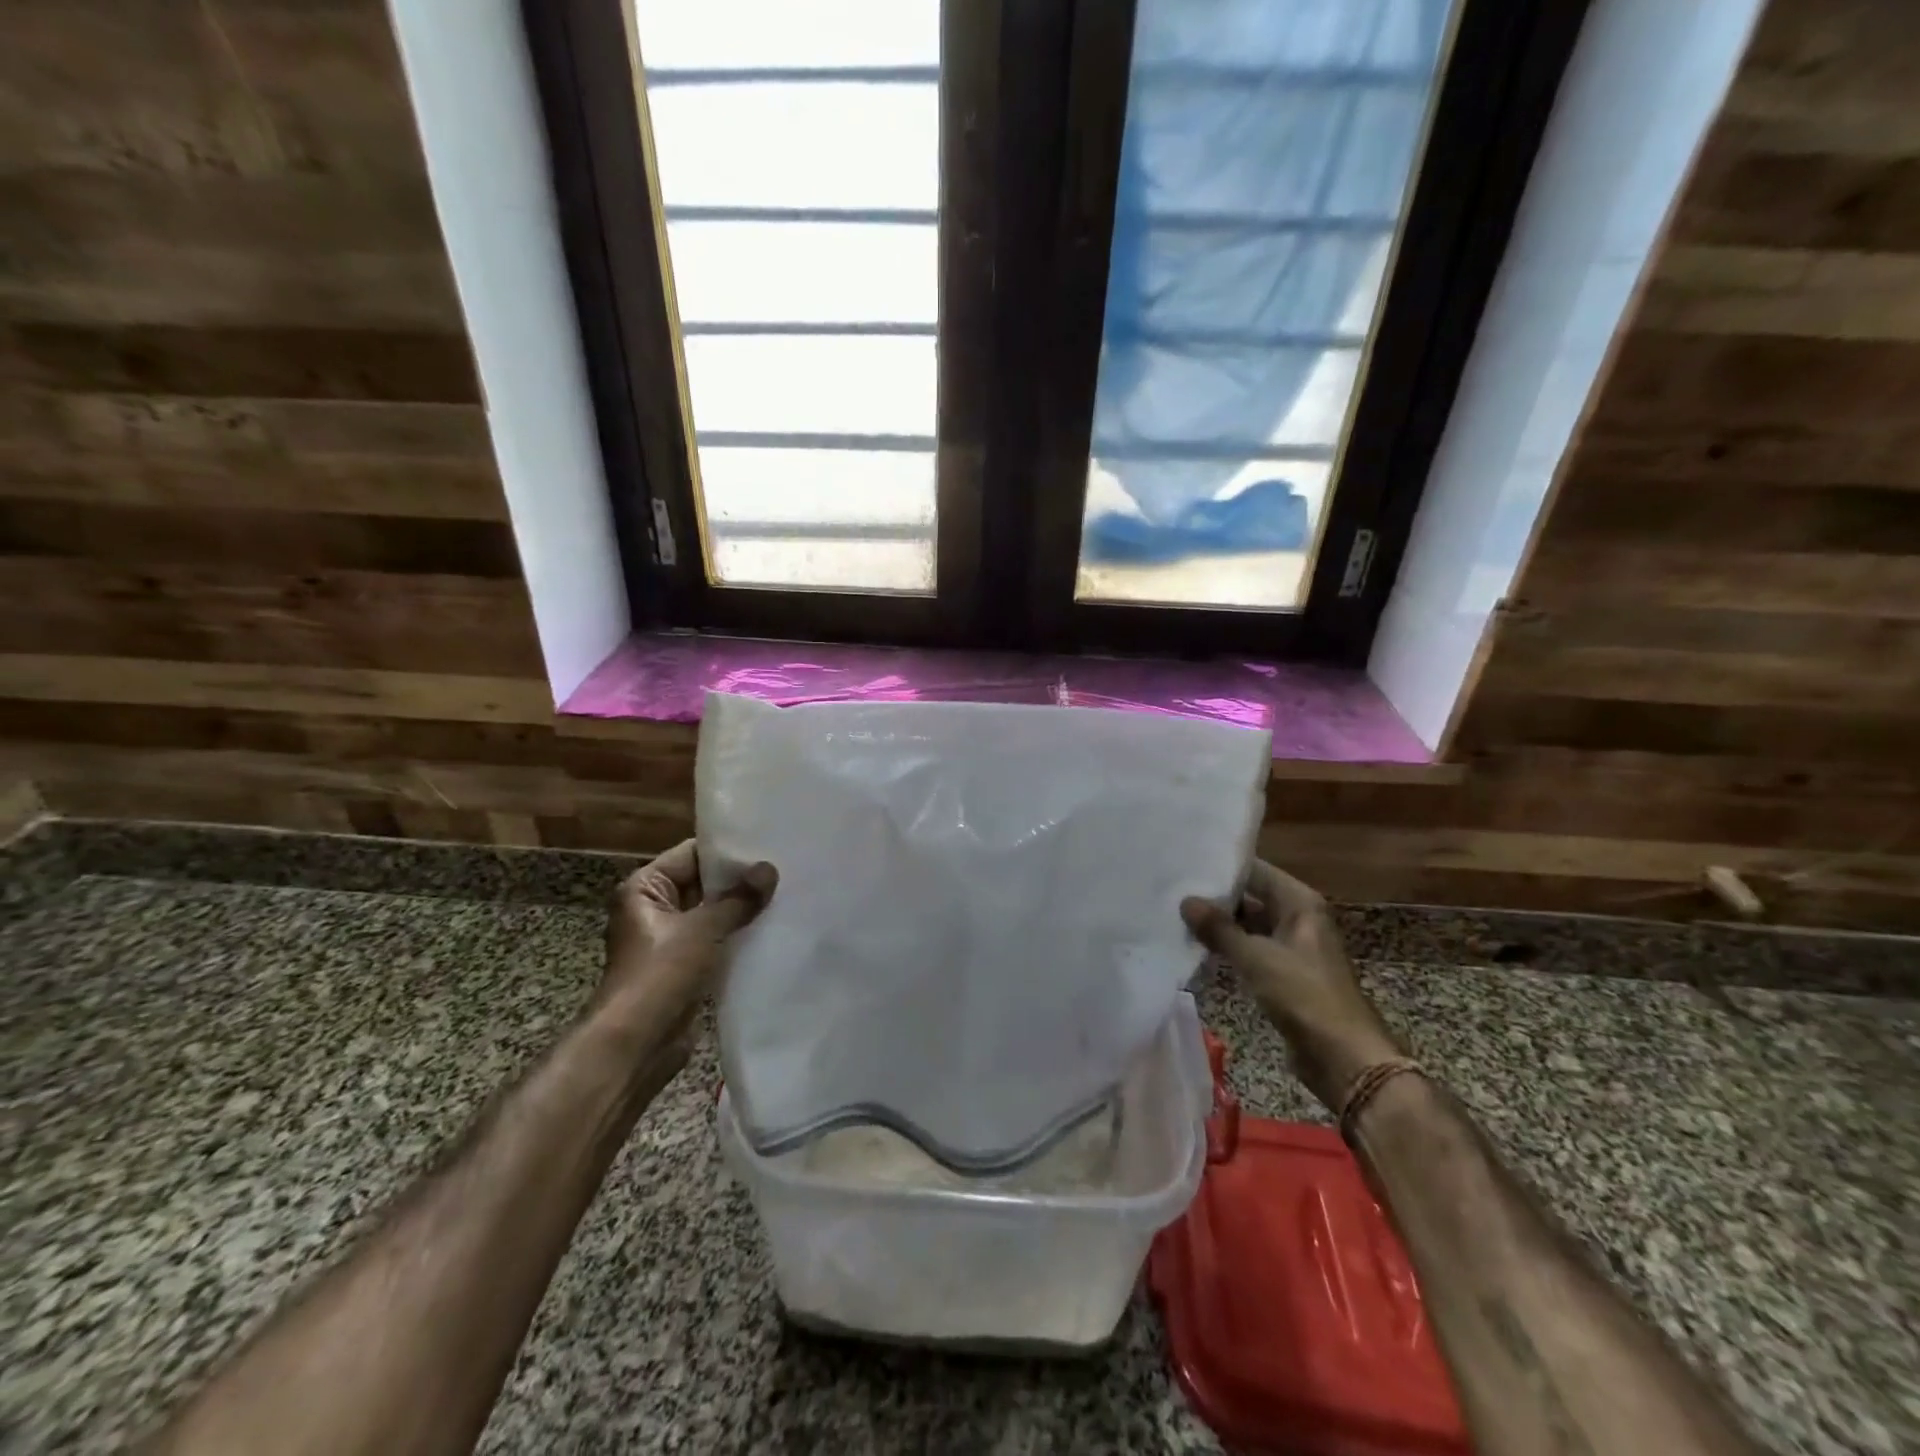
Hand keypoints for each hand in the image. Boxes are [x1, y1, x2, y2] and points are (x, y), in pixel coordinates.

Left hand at [594, 840, 777, 1056]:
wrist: (636, 1044)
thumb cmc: (660, 974)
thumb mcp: (703, 929)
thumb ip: (739, 899)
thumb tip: (769, 869)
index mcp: (645, 888)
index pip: (692, 854)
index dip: (728, 851)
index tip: (768, 844)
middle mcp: (654, 908)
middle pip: (703, 883)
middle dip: (740, 880)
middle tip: (785, 868)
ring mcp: (670, 939)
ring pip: (712, 913)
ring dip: (742, 909)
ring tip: (785, 894)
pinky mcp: (685, 966)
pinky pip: (716, 940)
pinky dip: (738, 935)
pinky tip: (772, 928)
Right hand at [1182, 859, 1401, 1109]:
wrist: (1343, 1057)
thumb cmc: (1303, 995)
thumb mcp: (1255, 958)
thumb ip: (1219, 928)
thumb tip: (1186, 900)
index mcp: (1299, 903)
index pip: (1255, 870)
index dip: (1222, 867)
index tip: (1185, 863)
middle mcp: (1298, 918)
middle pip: (1251, 896)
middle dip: (1215, 896)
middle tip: (1172, 889)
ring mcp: (1291, 946)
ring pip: (1248, 925)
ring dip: (1218, 924)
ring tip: (1175, 914)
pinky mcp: (1284, 973)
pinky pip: (1250, 949)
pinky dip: (1227, 947)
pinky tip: (1195, 946)